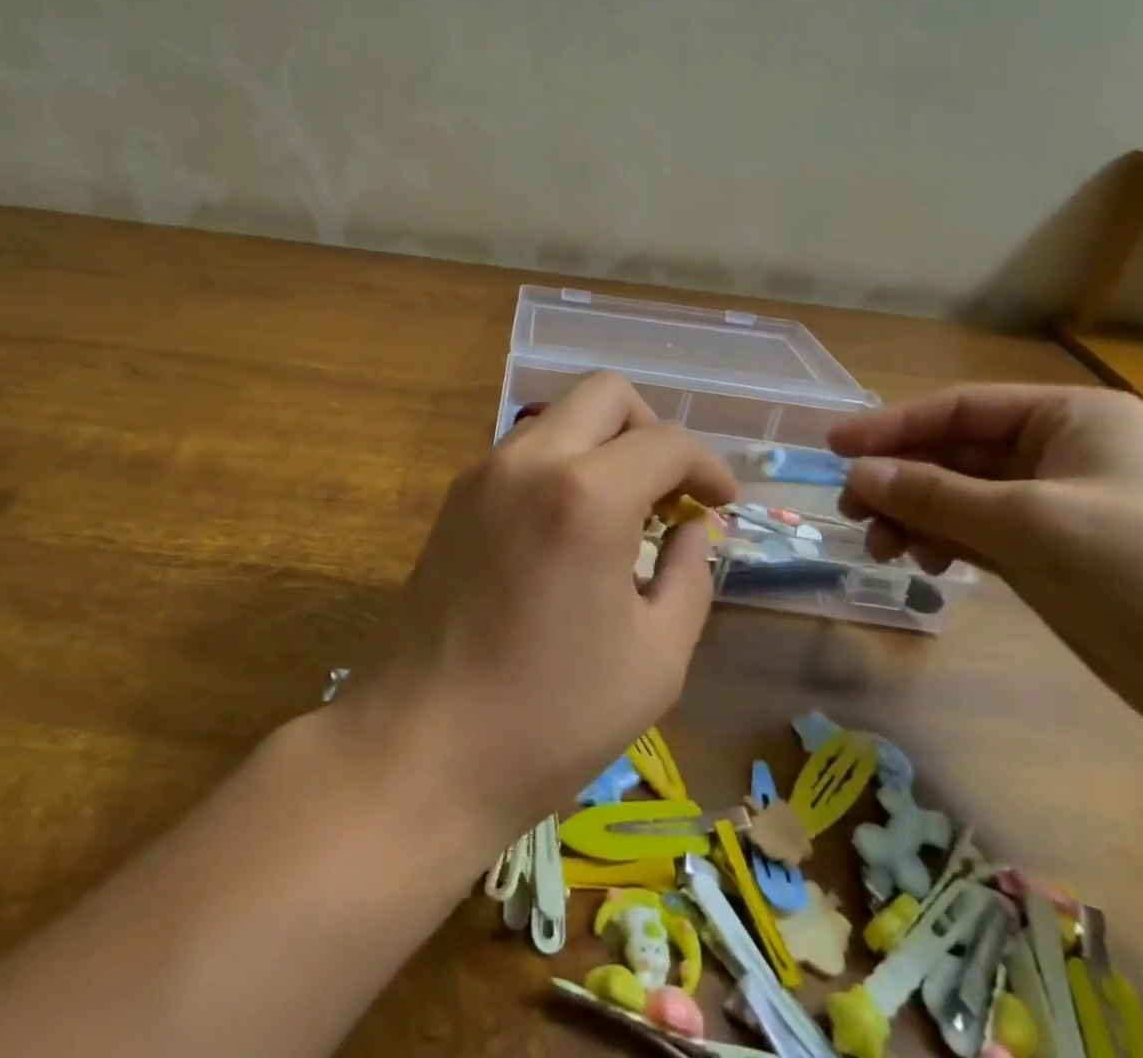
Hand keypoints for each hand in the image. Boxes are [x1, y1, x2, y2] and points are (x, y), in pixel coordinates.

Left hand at [346, 372, 735, 845]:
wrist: (420, 748)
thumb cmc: (551, 717)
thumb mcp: (656, 658)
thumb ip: (690, 576)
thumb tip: (692, 530)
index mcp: (587, 495)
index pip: (666, 441)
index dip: (707, 466)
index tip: (722, 504)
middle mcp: (530, 461)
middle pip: (605, 393)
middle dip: (651, 429)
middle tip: (671, 490)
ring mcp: (483, 473)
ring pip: (559, 417)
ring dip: (603, 445)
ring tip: (625, 513)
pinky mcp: (455, 498)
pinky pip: (524, 452)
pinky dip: (563, 465)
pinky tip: (571, 529)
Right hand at [828, 385, 1142, 761]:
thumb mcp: (1028, 523)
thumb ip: (932, 494)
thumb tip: (855, 474)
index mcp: (1072, 419)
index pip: (959, 409)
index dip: (891, 427)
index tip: (833, 447)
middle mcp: (1063, 454)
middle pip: (955, 455)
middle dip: (900, 481)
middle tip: (851, 512)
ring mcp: (1061, 508)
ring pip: (962, 499)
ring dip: (917, 518)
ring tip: (883, 550)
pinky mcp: (1058, 558)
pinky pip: (981, 535)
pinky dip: (947, 545)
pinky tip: (926, 566)